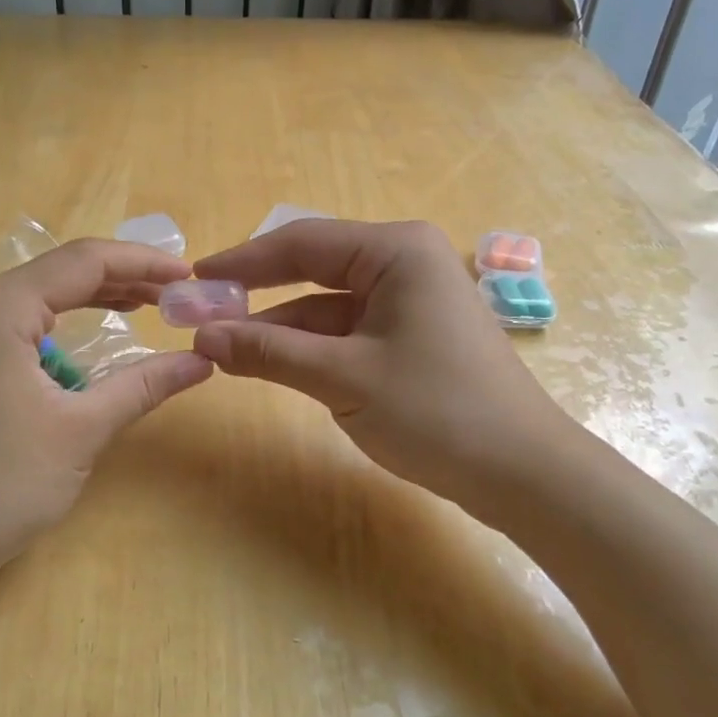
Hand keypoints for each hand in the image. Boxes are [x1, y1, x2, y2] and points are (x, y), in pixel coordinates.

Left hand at [0, 240, 212, 588]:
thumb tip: (203, 361)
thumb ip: (144, 384)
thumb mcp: (81, 431)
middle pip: (58, 272)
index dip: (142, 263)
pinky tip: (90, 336)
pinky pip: (14, 319)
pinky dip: (57, 325)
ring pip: (36, 294)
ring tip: (146, 306)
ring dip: (90, 300)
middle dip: (121, 279)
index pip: (83, 261)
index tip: (189, 274)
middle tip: (175, 293)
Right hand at [191, 220, 567, 506]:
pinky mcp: (412, 335)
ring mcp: (411, 300)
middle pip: (314, 267)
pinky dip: (311, 346)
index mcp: (396, 250)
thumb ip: (269, 351)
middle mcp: (404, 262)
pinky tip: (274, 362)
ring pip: (328, 304)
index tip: (194, 279)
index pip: (301, 242)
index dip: (242, 261)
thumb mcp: (342, 378)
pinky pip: (348, 329)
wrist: (523, 474)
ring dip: (281, 326)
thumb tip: (202, 337)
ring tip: (225, 346)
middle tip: (203, 311)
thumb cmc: (436, 411)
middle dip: (259, 293)